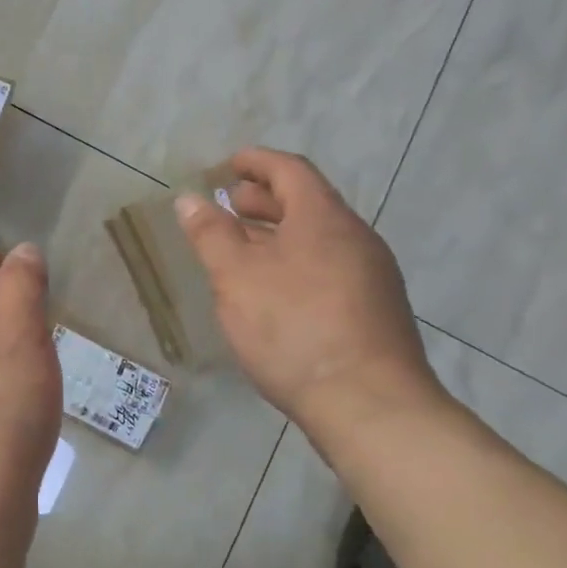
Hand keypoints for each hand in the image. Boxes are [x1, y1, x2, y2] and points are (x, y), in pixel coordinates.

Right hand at [176, 149, 442, 441]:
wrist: (369, 405)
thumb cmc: (293, 328)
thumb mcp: (236, 277)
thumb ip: (211, 234)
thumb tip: (190, 199)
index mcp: (324, 218)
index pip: (290, 170)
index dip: (256, 162)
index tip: (228, 165)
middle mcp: (356, 238)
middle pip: (308, 202)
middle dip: (265, 199)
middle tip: (229, 207)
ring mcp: (373, 275)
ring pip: (319, 238)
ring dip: (279, 233)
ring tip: (244, 251)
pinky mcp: (376, 310)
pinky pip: (330, 266)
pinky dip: (297, 261)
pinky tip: (276, 291)